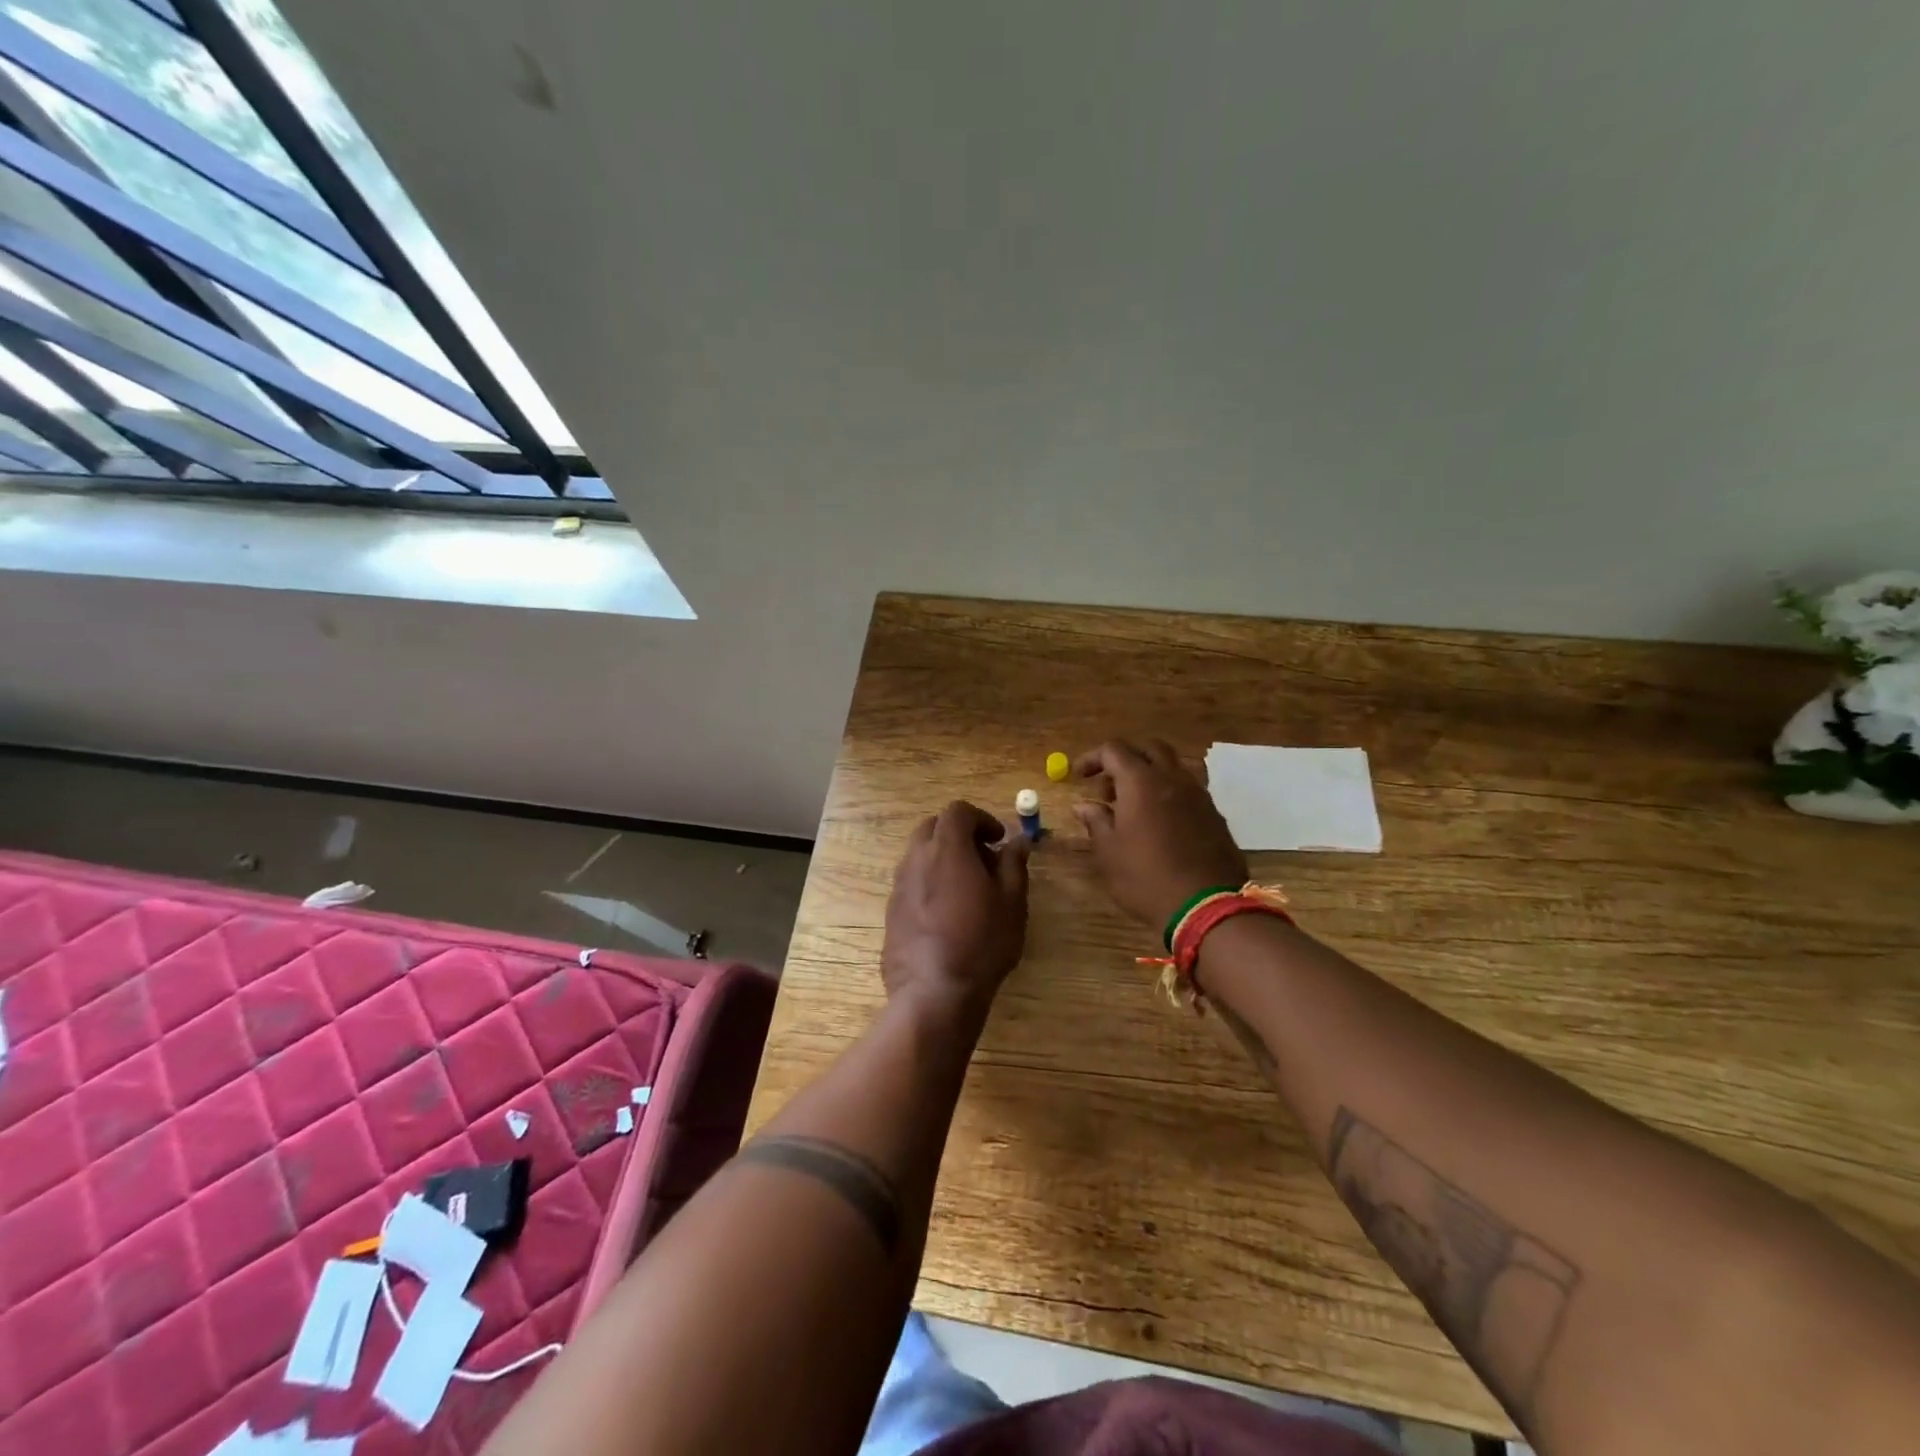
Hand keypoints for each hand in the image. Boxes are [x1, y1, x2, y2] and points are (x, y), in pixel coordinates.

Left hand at [882, 801, 1030, 1016]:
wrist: (933, 993)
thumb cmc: (981, 943)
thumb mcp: (1012, 902)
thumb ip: (1014, 864)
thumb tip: (1018, 841)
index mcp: (947, 848)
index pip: (958, 811)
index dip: (981, 819)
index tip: (998, 840)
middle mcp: (916, 859)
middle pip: (933, 827)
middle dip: (959, 834)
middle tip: (983, 860)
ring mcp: (899, 885)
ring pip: (919, 855)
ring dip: (943, 859)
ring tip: (968, 889)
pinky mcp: (891, 911)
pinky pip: (911, 882)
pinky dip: (930, 883)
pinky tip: (948, 915)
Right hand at [1073, 739, 1247, 930]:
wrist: (1206, 907)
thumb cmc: (1146, 878)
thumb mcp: (1109, 853)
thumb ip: (1096, 821)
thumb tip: (1083, 805)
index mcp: (1141, 782)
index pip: (1114, 750)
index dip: (1093, 758)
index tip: (1079, 776)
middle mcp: (1172, 778)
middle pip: (1148, 748)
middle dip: (1125, 759)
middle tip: (1108, 787)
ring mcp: (1199, 795)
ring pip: (1172, 767)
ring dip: (1149, 775)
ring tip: (1133, 806)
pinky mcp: (1215, 814)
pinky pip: (1188, 789)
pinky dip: (1169, 793)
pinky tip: (1160, 822)